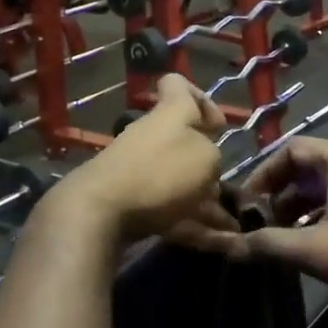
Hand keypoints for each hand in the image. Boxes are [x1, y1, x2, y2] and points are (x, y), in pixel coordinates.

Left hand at [53, 74, 235, 245]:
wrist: (100, 209)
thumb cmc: (160, 173)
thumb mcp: (206, 158)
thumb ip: (212, 155)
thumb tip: (205, 165)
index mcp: (171, 113)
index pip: (177, 84)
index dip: (201, 99)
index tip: (217, 126)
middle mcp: (152, 134)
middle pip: (182, 140)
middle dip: (207, 165)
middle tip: (225, 188)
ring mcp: (137, 166)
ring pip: (177, 179)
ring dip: (204, 202)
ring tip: (228, 227)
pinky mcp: (128, 198)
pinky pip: (167, 208)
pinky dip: (188, 224)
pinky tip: (209, 243)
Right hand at [207, 138, 327, 316]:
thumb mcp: (315, 251)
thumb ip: (269, 244)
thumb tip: (227, 246)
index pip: (293, 150)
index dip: (263, 174)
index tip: (246, 204)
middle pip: (311, 166)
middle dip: (281, 194)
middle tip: (259, 223)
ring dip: (302, 207)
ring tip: (281, 238)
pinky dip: (325, 214)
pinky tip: (313, 244)